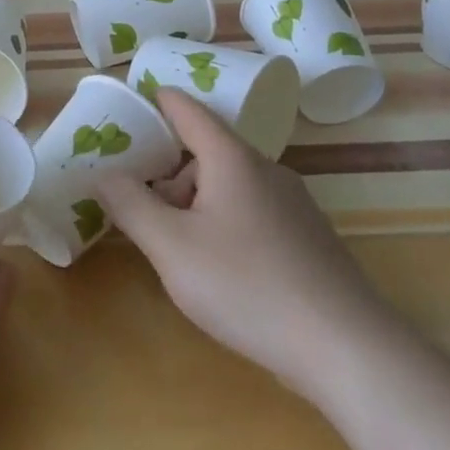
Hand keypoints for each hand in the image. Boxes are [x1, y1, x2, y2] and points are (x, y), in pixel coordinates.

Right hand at [95, 89, 388, 397]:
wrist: (346, 348)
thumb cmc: (247, 286)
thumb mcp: (171, 247)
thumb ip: (130, 205)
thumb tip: (102, 173)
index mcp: (232, 158)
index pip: (187, 110)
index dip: (156, 101)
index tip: (128, 103)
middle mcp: (265, 170)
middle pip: (205, 152)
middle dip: (168, 175)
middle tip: (142, 212)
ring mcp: (293, 204)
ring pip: (229, 186)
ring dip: (194, 204)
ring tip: (178, 252)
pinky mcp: (307, 238)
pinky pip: (252, 212)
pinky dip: (223, 223)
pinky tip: (221, 272)